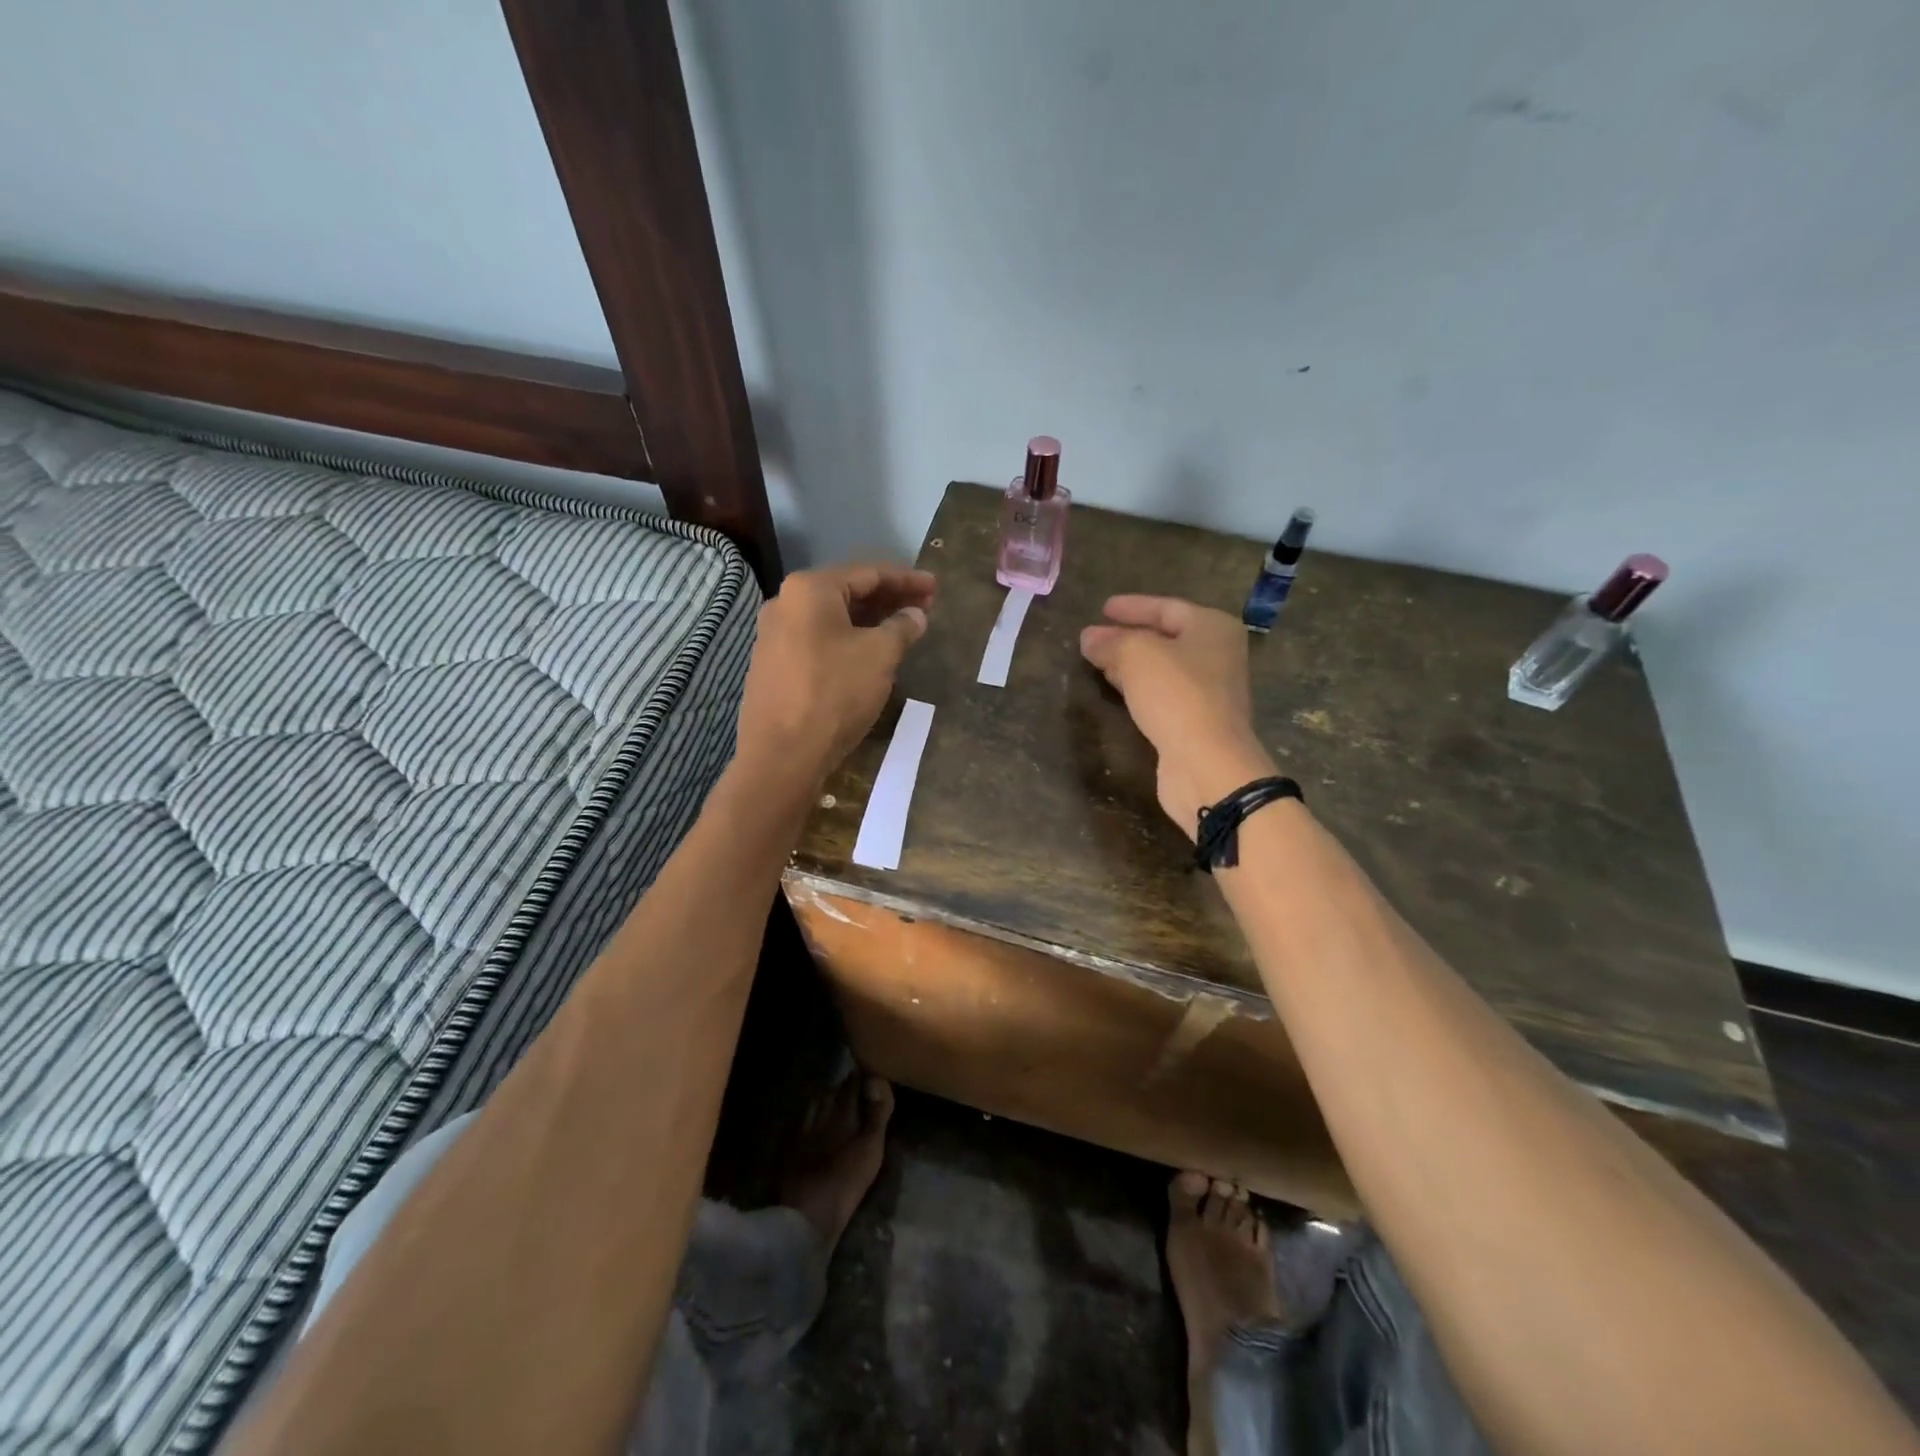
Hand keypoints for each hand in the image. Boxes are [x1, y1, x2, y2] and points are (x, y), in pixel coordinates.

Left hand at [738, 563, 935, 782]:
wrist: (782, 754)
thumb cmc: (835, 693)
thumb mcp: (880, 656)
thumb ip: (902, 627)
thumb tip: (915, 615)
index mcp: (809, 590)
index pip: (868, 573)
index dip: (907, 580)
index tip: (935, 587)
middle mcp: (785, 603)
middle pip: (847, 593)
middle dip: (888, 600)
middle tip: (924, 608)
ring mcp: (773, 636)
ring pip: (832, 619)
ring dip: (869, 622)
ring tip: (901, 631)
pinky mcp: (772, 666)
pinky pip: (818, 641)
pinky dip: (847, 641)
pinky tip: (868, 655)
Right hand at [1080, 595, 1275, 836]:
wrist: (1206, 763)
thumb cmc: (1177, 695)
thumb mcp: (1137, 655)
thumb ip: (1111, 642)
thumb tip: (1089, 637)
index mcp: (1212, 627)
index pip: (1166, 607)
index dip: (1132, 607)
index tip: (1102, 608)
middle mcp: (1217, 655)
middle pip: (1166, 638)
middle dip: (1128, 636)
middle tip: (1094, 638)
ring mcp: (1210, 691)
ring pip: (1162, 668)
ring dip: (1130, 664)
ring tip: (1098, 662)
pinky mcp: (1197, 721)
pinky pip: (1163, 694)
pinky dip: (1139, 688)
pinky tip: (1117, 690)